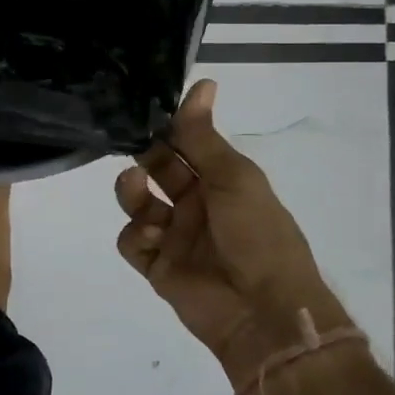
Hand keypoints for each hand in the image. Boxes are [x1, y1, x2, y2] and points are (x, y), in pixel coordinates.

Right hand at [115, 79, 351, 370]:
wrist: (263, 310)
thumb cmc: (257, 233)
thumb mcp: (234, 177)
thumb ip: (204, 136)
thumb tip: (202, 84)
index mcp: (222, 180)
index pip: (187, 145)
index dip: (169, 127)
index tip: (146, 108)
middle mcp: (197, 205)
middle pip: (159, 170)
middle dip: (145, 156)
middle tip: (132, 145)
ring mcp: (175, 236)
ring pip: (139, 203)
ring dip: (131, 191)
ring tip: (134, 187)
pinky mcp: (157, 267)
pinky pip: (132, 242)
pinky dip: (135, 234)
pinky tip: (150, 236)